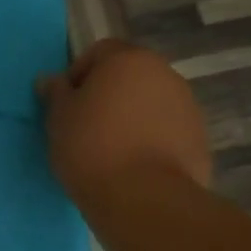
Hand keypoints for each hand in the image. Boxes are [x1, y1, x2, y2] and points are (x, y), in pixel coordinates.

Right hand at [39, 40, 211, 199]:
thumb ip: (56, 92)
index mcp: (128, 59)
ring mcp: (187, 106)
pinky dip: (152, 140)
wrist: (143, 198)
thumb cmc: (91, 147)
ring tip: (112, 150)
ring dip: (132, 117)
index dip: (79, 74)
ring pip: (151, 103)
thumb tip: (51, 80)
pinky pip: (167, 131)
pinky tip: (135, 166)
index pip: (99, 52)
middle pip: (130, 76)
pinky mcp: (199, 139)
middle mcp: (164, 74)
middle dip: (109, 95)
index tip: (67, 104)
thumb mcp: (58, 118)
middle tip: (87, 126)